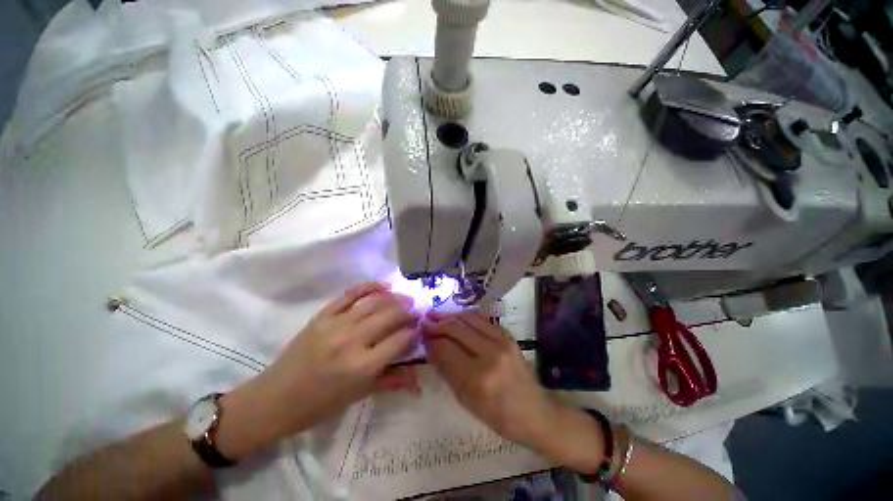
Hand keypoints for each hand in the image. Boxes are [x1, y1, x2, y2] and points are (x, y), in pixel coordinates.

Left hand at [218, 282, 418, 458]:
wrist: (274, 400)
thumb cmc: (319, 406)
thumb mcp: (358, 397)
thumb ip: (390, 382)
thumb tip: (418, 380)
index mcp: (362, 367)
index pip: (400, 340)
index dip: (415, 332)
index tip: (420, 329)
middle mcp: (351, 341)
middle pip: (390, 315)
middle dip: (409, 312)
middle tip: (417, 311)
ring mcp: (335, 324)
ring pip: (374, 301)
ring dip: (395, 297)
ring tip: (406, 298)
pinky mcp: (322, 315)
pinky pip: (350, 294)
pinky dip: (370, 287)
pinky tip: (384, 286)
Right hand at [422, 311, 560, 449]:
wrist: (535, 411)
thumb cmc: (498, 416)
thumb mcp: (467, 401)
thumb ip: (447, 371)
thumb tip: (430, 347)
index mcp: (478, 378)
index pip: (446, 349)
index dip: (431, 340)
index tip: (421, 335)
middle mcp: (490, 354)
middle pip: (456, 329)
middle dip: (437, 323)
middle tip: (424, 321)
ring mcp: (502, 342)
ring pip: (469, 319)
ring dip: (450, 316)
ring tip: (436, 315)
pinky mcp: (508, 336)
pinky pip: (482, 319)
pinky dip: (466, 316)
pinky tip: (456, 317)